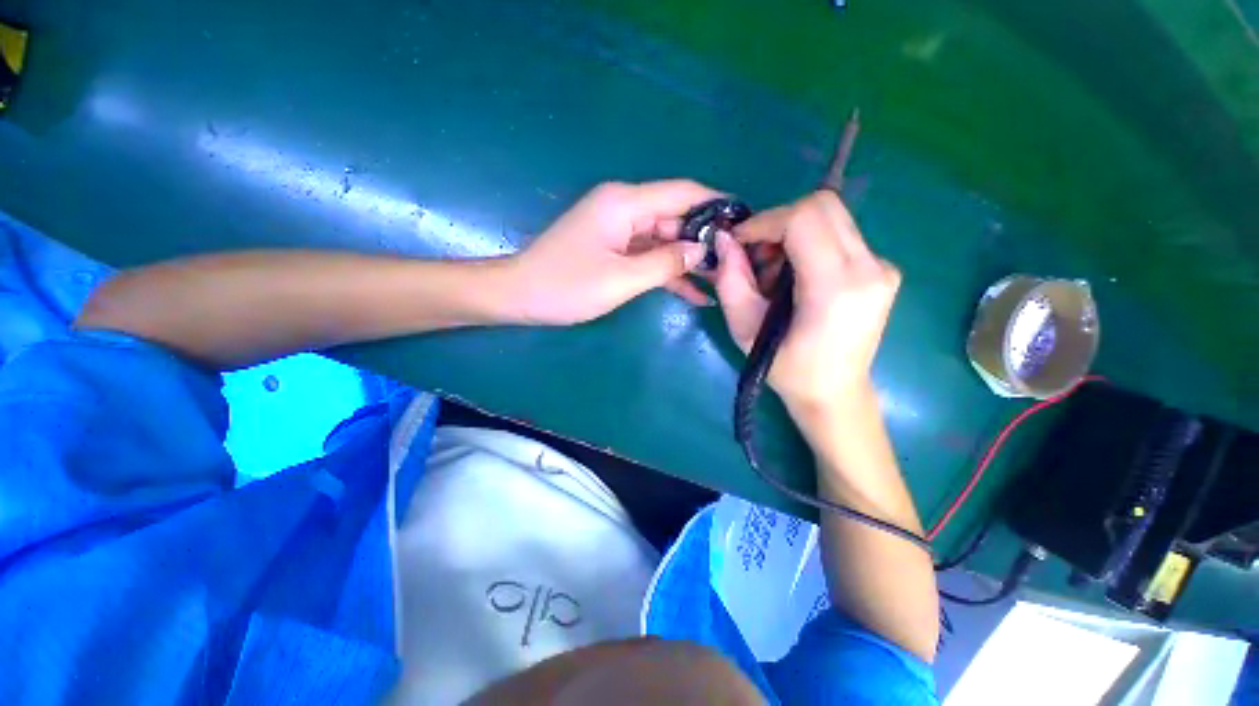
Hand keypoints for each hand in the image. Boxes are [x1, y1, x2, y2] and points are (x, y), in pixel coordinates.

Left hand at [507, 180, 721, 324]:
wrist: (520, 296)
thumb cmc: (566, 286)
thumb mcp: (621, 279)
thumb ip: (666, 263)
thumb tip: (703, 249)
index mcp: (625, 203)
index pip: (683, 193)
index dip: (716, 204)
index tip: (745, 222)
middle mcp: (624, 208)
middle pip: (676, 217)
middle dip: (705, 240)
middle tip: (737, 265)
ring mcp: (619, 229)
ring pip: (665, 240)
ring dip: (689, 260)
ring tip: (722, 282)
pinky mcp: (614, 248)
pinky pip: (649, 255)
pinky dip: (668, 272)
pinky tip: (694, 293)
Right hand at [710, 190, 900, 422]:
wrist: (835, 393)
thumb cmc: (787, 369)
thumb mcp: (745, 329)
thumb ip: (730, 280)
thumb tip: (724, 239)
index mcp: (835, 288)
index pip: (804, 218)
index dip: (765, 221)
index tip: (740, 242)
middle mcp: (870, 268)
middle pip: (823, 206)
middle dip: (778, 222)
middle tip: (756, 255)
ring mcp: (883, 266)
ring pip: (831, 217)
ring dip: (793, 234)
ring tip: (773, 274)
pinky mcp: (883, 269)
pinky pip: (840, 236)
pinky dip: (809, 245)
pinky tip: (795, 278)